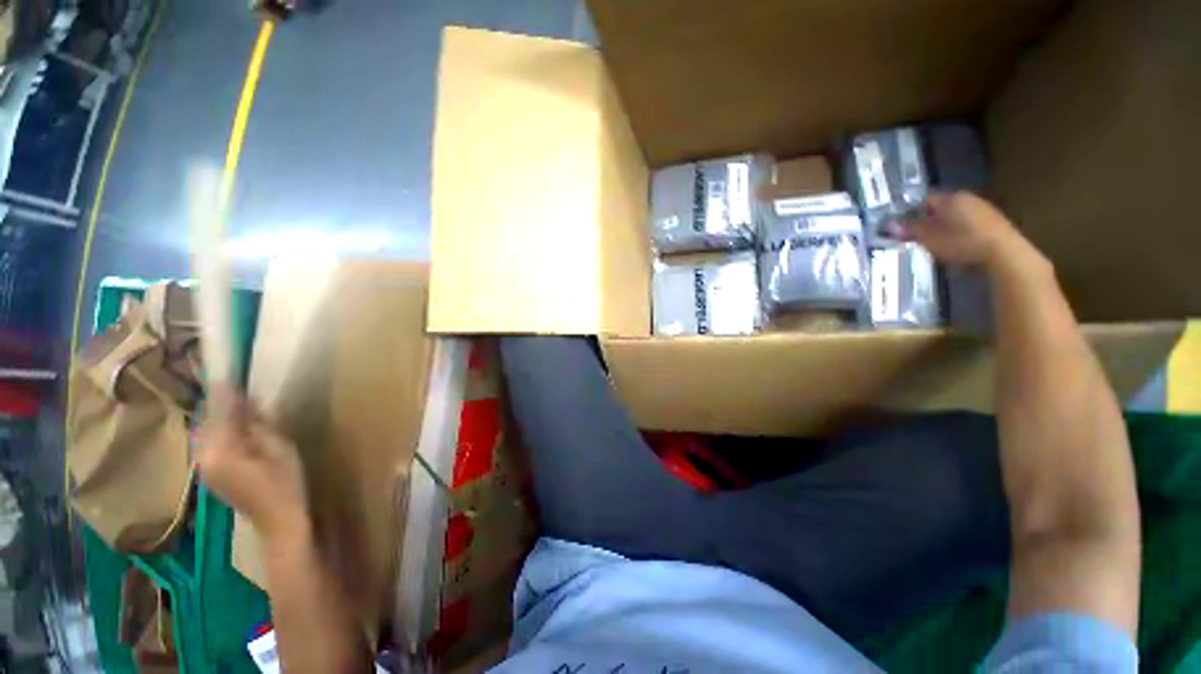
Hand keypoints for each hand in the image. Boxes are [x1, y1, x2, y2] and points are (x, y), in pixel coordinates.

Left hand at [198, 387, 308, 539]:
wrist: (279, 521)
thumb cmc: (286, 483)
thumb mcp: (280, 448)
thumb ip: (259, 423)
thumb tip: (246, 402)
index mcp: (220, 450)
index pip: (218, 413)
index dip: (225, 392)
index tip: (228, 373)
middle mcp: (203, 457)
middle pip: (206, 421)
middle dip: (219, 403)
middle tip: (235, 386)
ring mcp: (204, 467)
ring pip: (206, 432)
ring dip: (219, 416)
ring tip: (236, 402)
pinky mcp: (211, 473)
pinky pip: (210, 443)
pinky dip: (219, 430)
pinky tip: (235, 426)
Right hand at [889, 191, 1040, 269]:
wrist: (1003, 253)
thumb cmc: (962, 242)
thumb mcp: (929, 239)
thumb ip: (909, 231)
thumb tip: (888, 225)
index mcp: (950, 198)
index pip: (923, 199)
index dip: (910, 211)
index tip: (901, 225)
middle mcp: (966, 197)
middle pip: (940, 206)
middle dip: (927, 218)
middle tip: (915, 235)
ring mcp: (982, 208)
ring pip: (954, 214)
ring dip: (943, 225)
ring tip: (934, 242)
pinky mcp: (993, 221)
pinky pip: (967, 222)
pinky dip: (958, 230)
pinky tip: (955, 244)